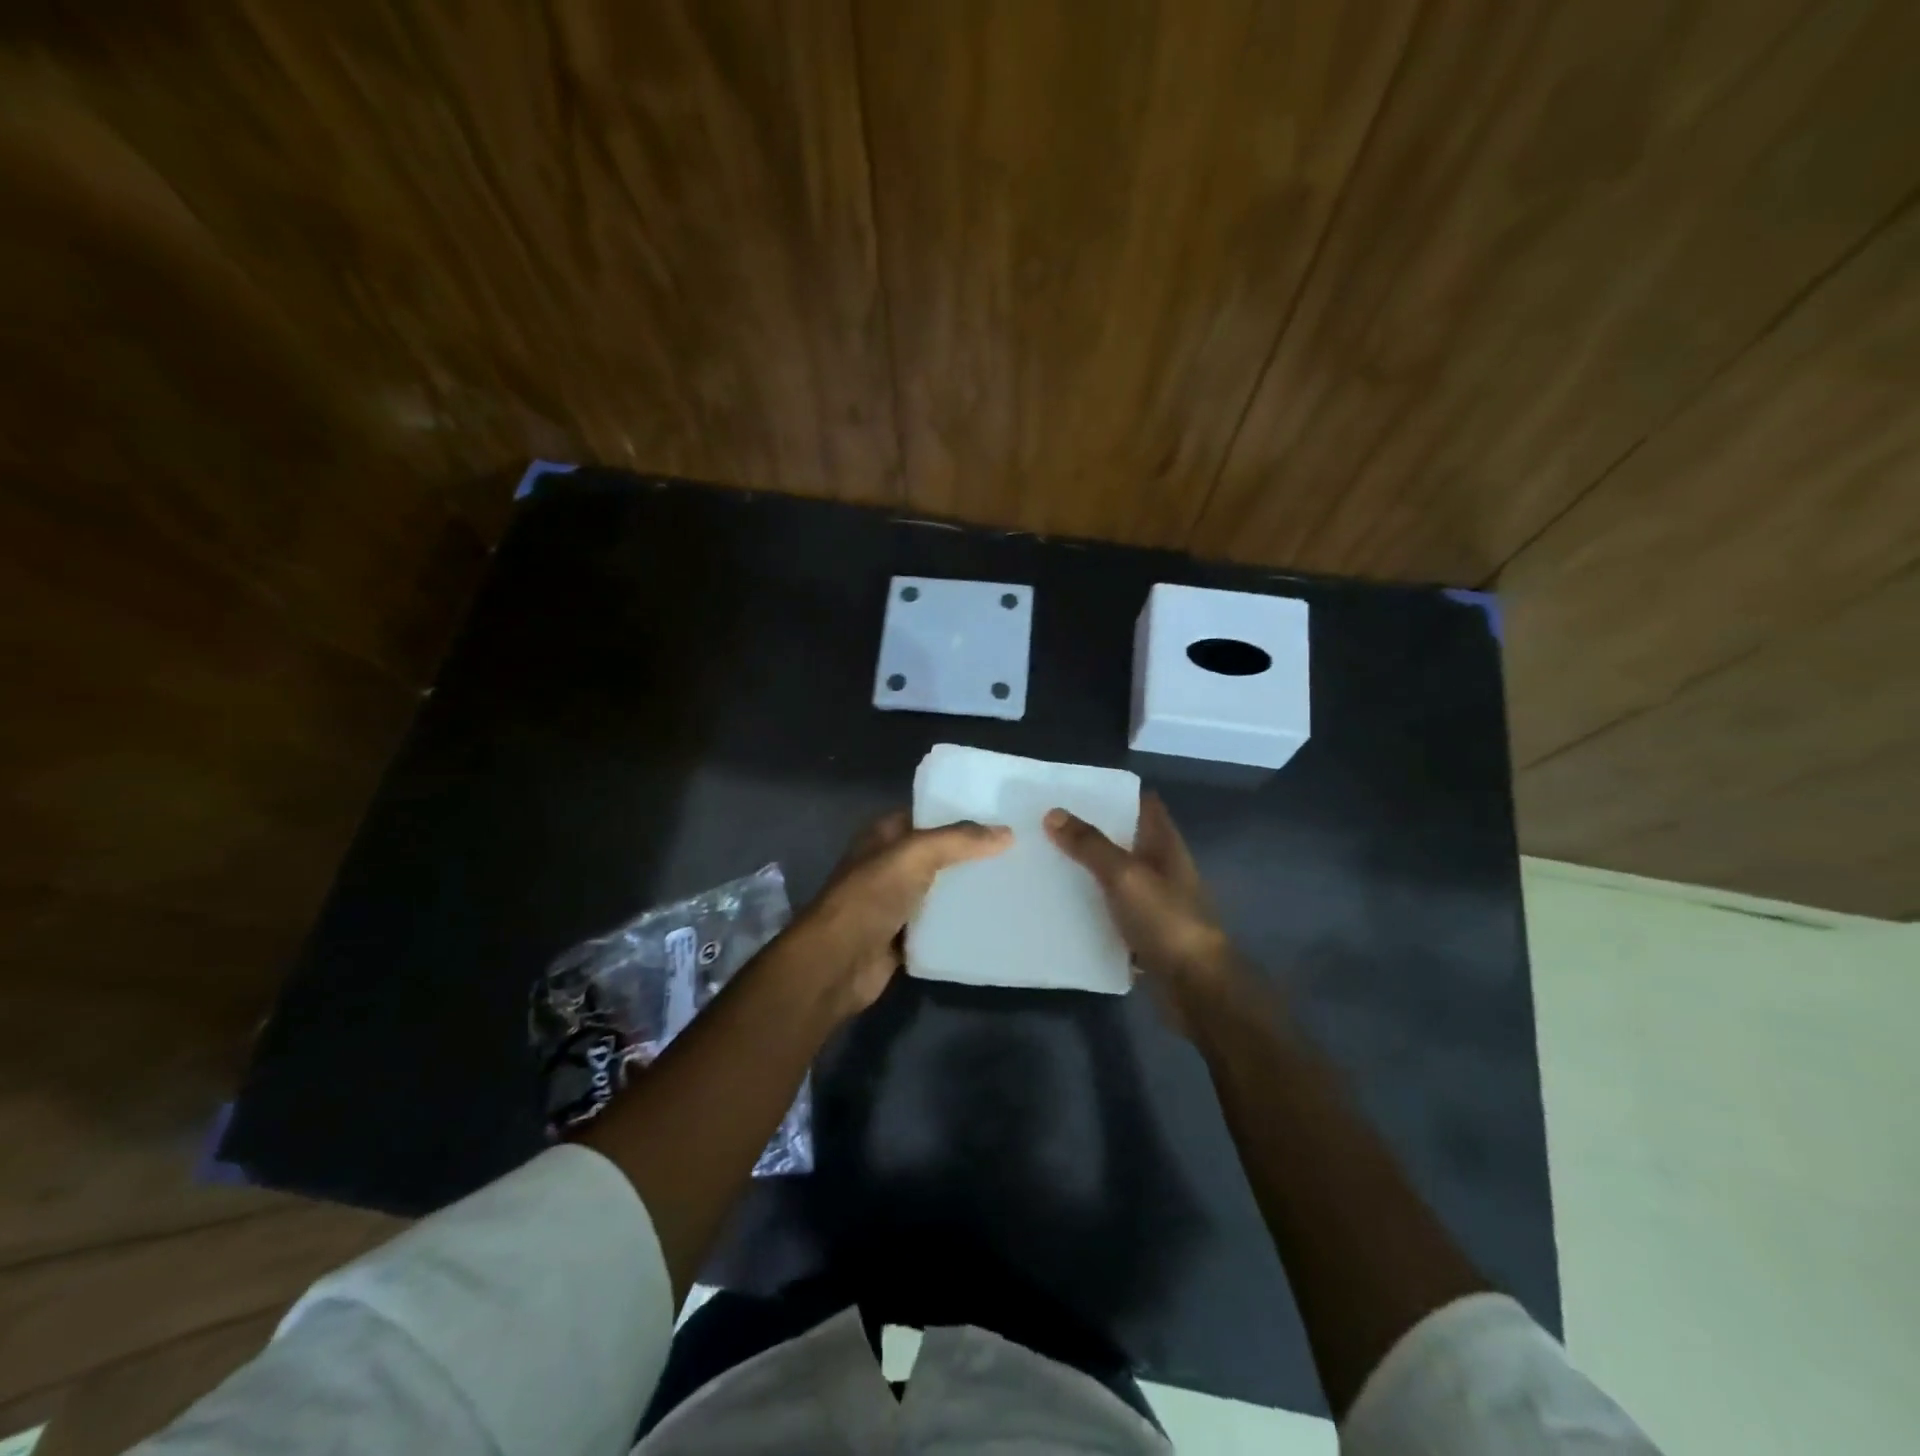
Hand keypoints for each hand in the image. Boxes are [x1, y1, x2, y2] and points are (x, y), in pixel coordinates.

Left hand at [795, 810, 1010, 1017]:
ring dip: (968, 889)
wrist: (838, 962)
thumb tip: (1007, 832)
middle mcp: (888, 864)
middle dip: (971, 853)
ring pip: (940, 889)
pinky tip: (994, 919)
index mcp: (884, 835)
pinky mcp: (903, 936)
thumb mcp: (915, 854)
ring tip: (1015, 883)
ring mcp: (894, 901)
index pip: (927, 814)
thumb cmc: (871, 896)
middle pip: (938, 853)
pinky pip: (938, 924)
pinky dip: (960, 922)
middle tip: (1017, 850)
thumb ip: (960, 840)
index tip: (1001, 816)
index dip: (960, 812)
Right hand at [1044, 793, 1235, 1034]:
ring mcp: (1154, 901)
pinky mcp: (1143, 931)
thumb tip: (1053, 813)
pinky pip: (1110, 909)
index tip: (1075, 788)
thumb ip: (1090, 845)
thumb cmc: (1166, 921)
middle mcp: (1161, 868)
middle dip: (1091, 830)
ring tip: (1044, 858)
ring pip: (1115, 874)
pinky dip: (1089, 904)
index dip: (1114, 793)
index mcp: (1165, 845)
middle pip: (1125, 838)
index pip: (1143, 805)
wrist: (1196, 987)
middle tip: (1046, 822)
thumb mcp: (1125, 876)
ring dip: (1087, 868)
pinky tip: (1059, 904)